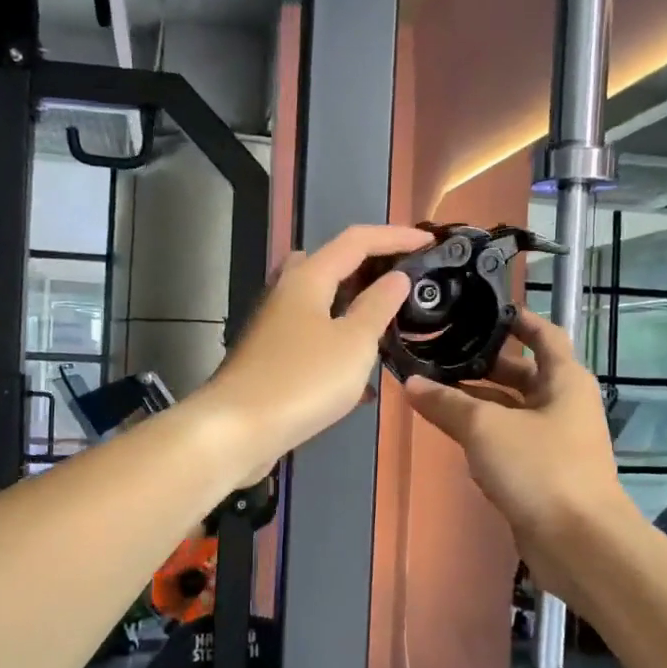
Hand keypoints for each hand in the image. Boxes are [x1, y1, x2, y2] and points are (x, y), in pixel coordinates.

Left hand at [197, 225, 430, 482]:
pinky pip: (315, 341)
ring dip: (357, 311)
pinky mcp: (272, 359)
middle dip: (371, 269)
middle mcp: (287, 293)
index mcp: (308, 278)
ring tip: (391, 328)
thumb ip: (378, 306)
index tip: (429, 242)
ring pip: (323, 305)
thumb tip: (396, 278)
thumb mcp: (354, 343)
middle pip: (333, 266)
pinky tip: (363, 382)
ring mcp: (275, 327)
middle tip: (404, 283)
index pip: (356, 240)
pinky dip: (341, 349)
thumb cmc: (303, 380)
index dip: (395, 237)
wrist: (237, 430)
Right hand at [403, 308, 632, 596]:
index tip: (482, 310)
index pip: (544, 335)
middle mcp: (563, 404)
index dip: (517, 319)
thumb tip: (410, 383)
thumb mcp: (486, 428)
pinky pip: (508, 442)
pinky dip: (483, 435)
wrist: (578, 542)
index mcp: (563, 380)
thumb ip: (446, 403)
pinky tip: (451, 434)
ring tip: (433, 390)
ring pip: (511, 410)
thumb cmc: (540, 468)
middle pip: (521, 373)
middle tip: (440, 353)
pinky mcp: (542, 472)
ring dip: (477, 402)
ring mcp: (554, 441)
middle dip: (483, 364)